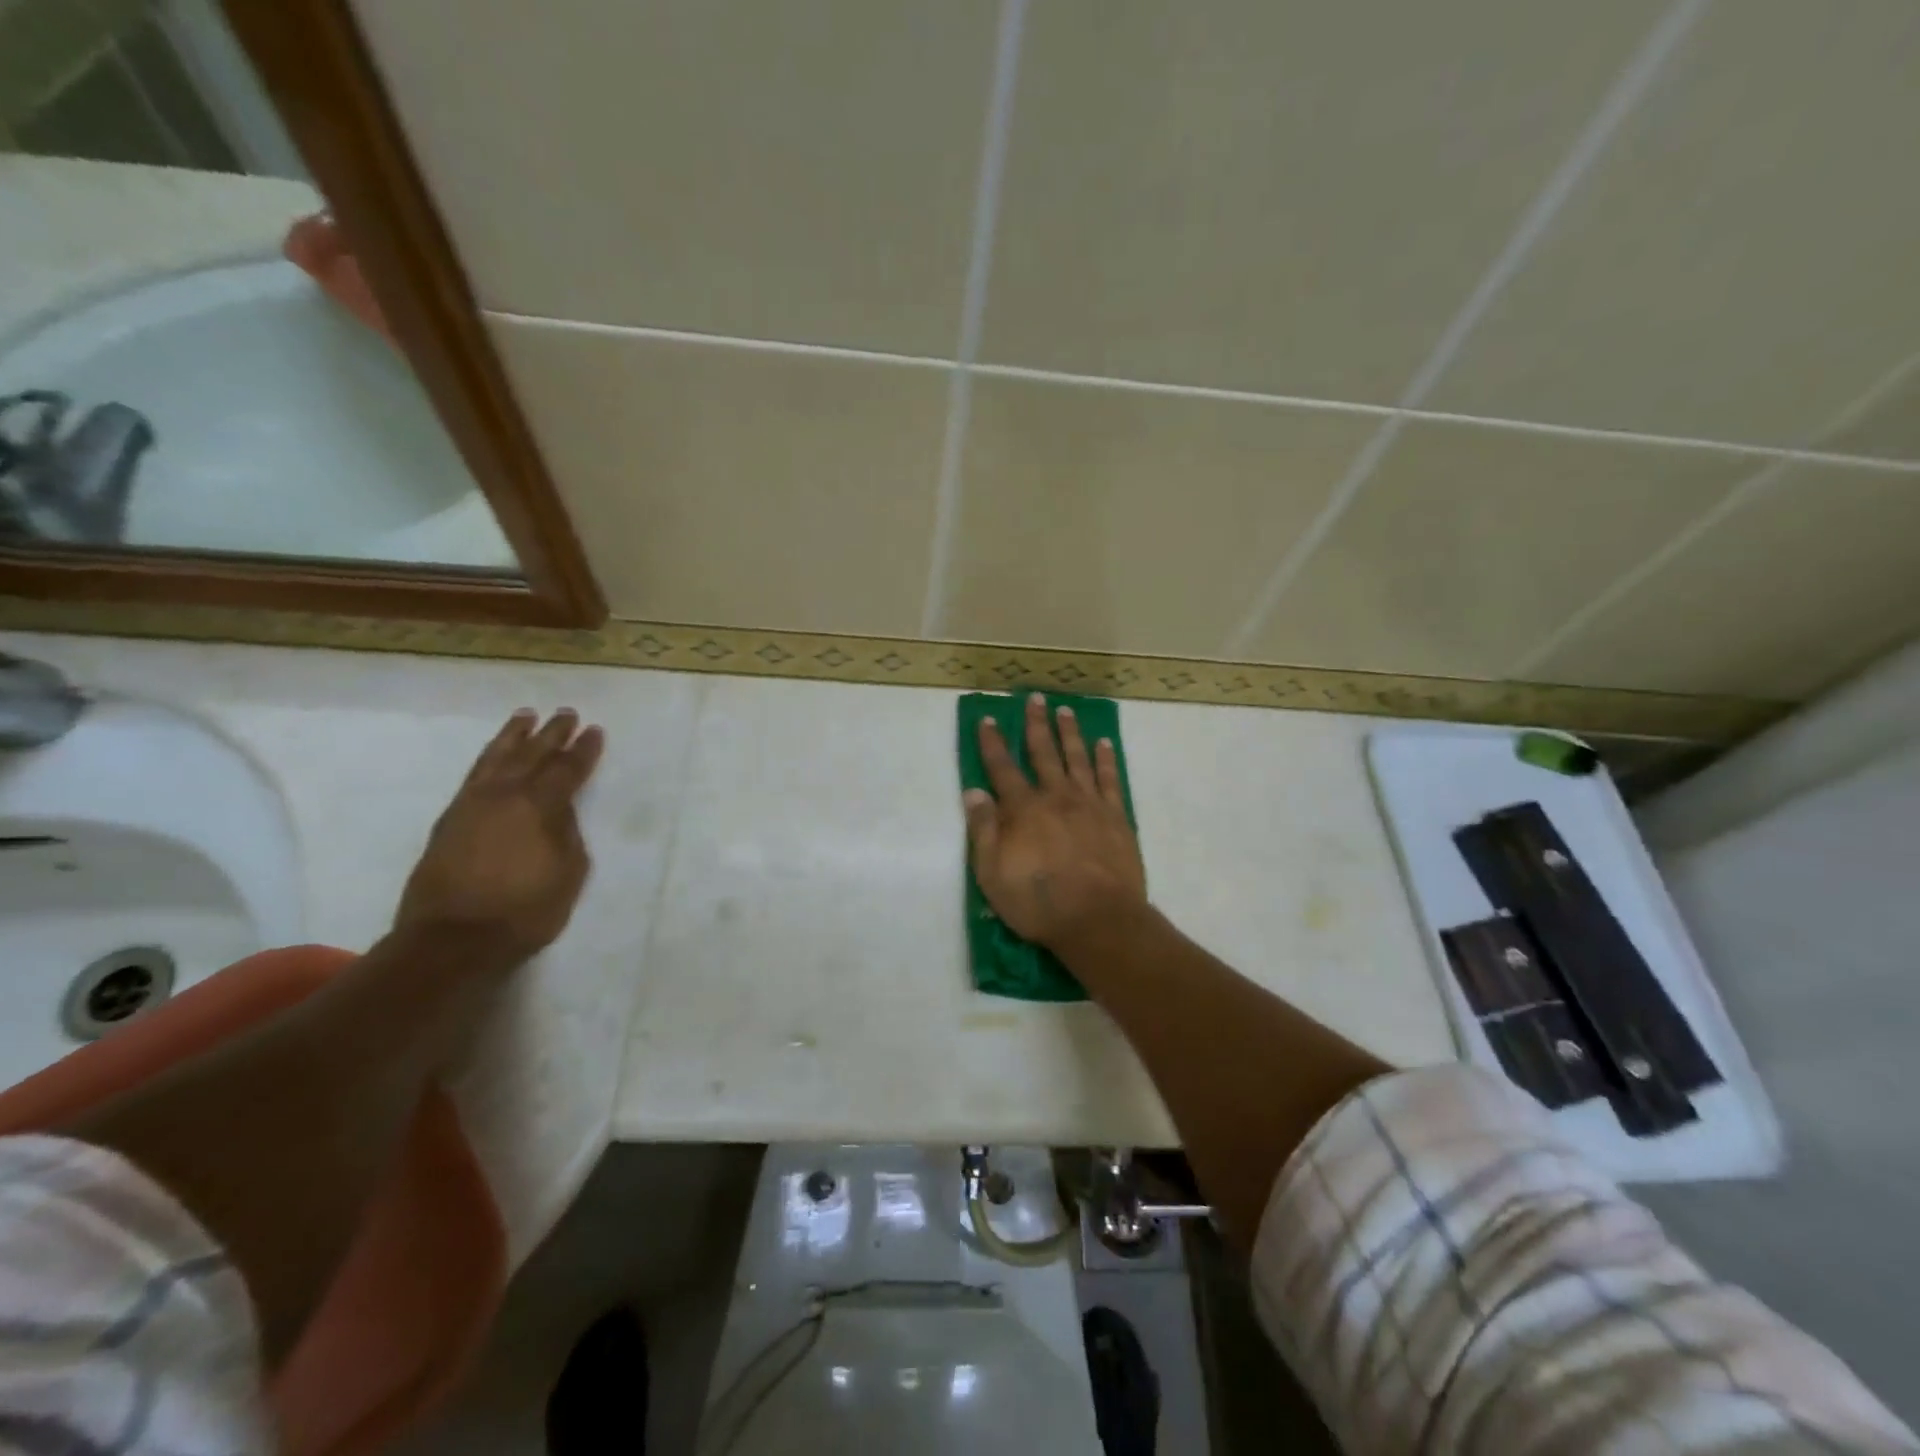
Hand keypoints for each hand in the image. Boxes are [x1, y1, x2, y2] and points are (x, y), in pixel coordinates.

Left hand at [395, 708, 604, 961]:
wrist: (451, 939)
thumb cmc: (524, 910)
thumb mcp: (568, 873)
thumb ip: (567, 834)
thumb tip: (560, 812)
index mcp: (540, 806)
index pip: (567, 769)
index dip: (584, 750)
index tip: (595, 731)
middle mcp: (505, 795)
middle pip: (533, 754)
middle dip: (552, 733)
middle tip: (566, 713)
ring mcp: (472, 805)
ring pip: (497, 758)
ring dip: (514, 736)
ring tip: (525, 716)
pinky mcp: (450, 819)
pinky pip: (474, 774)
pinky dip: (489, 757)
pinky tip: (495, 754)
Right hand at [964, 693, 1146, 951]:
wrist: (1098, 919)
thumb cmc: (1038, 901)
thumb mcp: (992, 873)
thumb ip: (984, 829)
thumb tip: (973, 791)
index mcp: (1023, 809)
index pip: (1002, 768)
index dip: (993, 743)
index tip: (989, 719)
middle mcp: (1056, 797)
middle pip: (1044, 753)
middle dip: (1036, 725)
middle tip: (1036, 698)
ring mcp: (1090, 804)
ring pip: (1078, 758)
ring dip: (1070, 733)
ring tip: (1066, 711)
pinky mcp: (1116, 817)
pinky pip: (1110, 779)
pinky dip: (1106, 759)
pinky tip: (1104, 744)